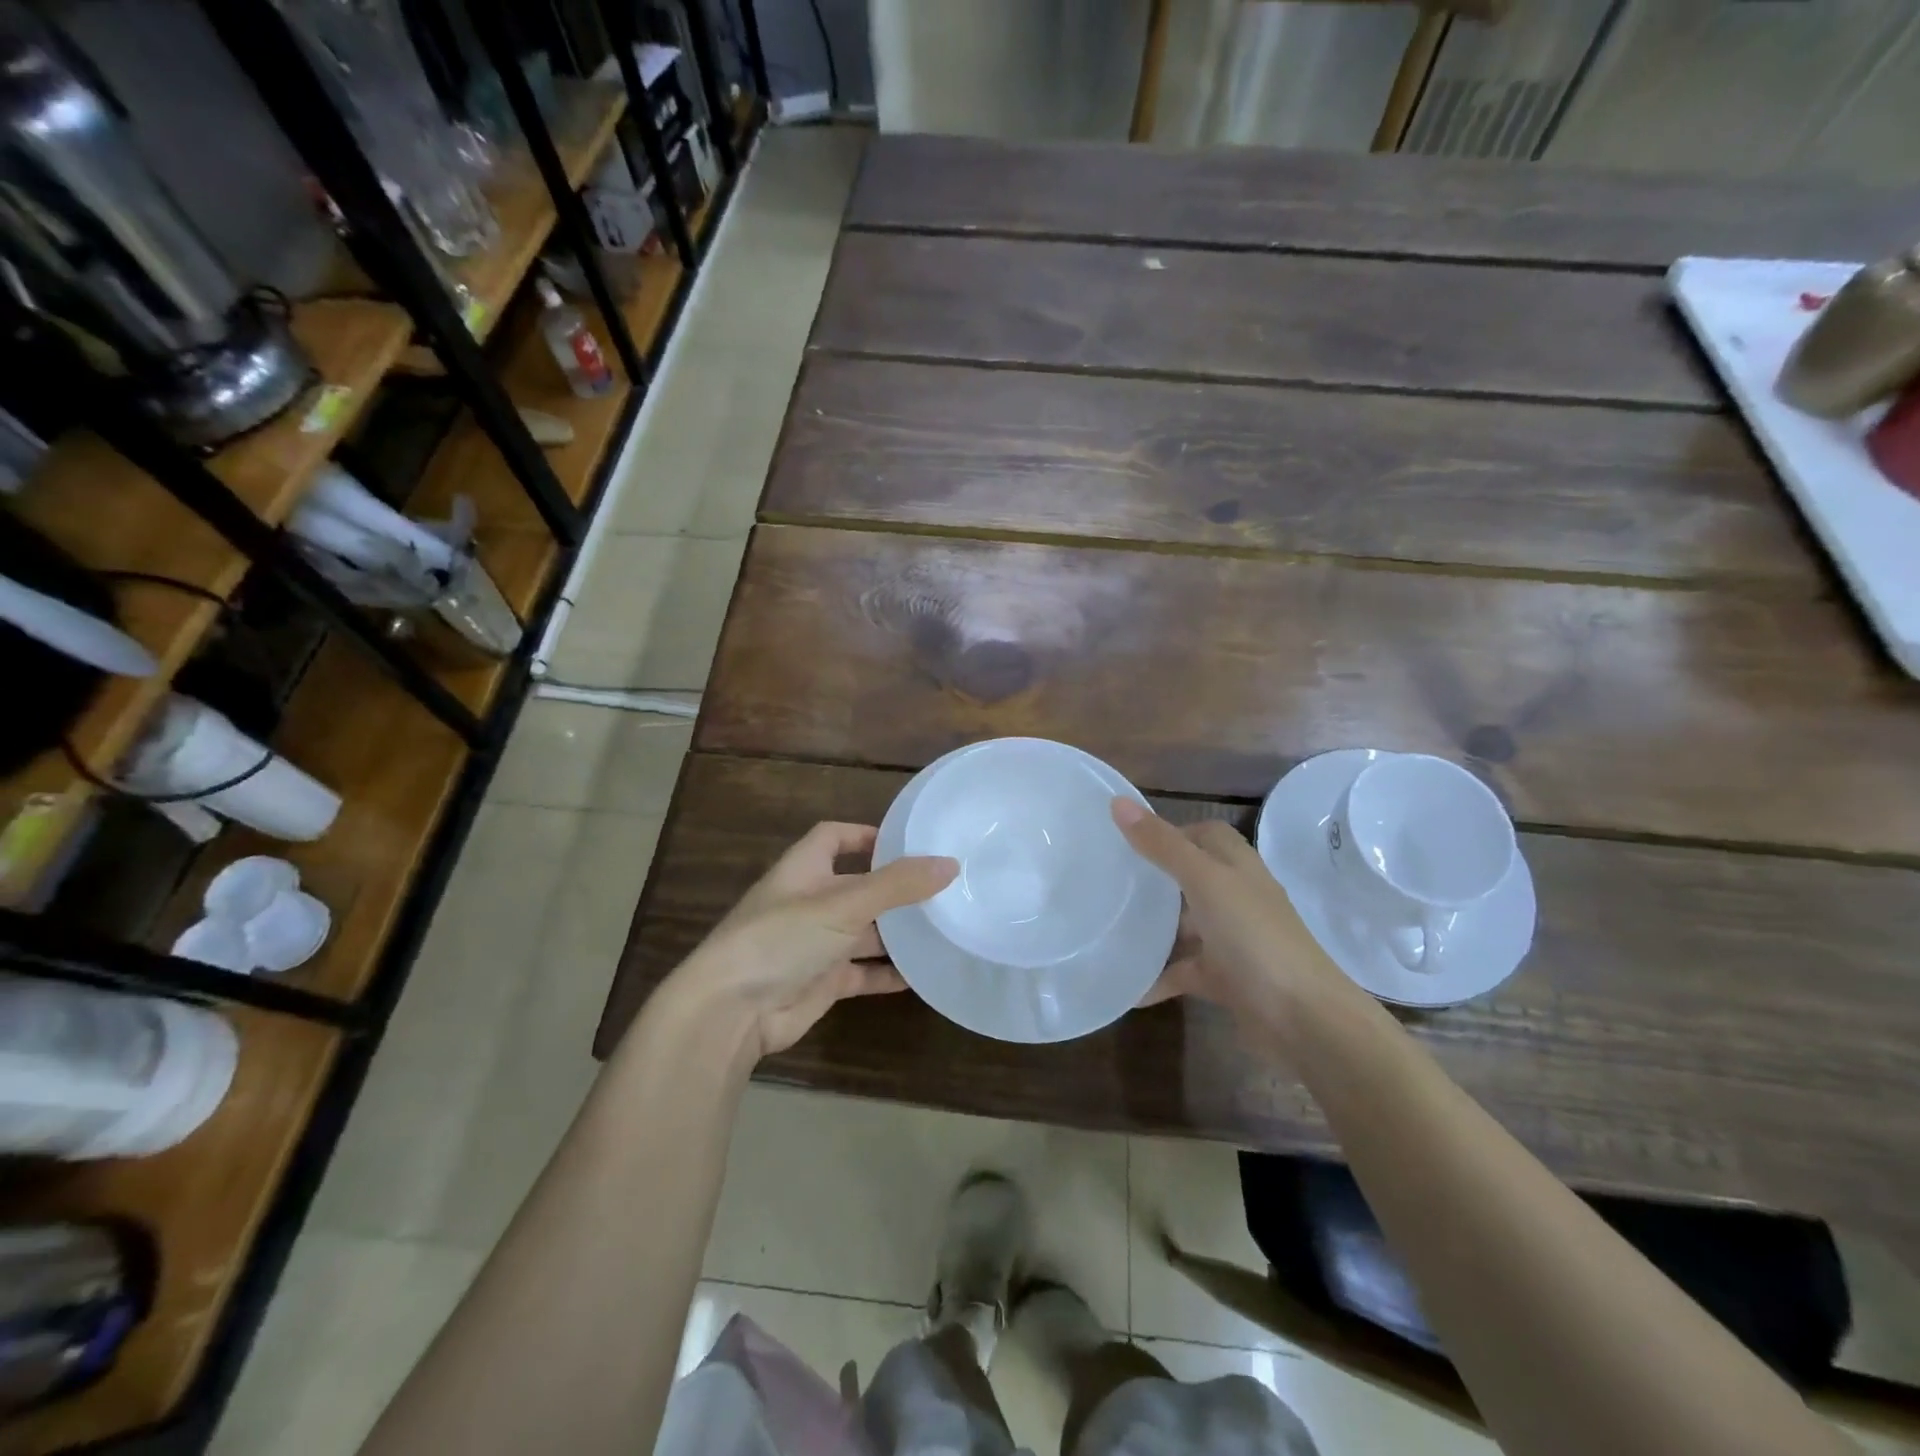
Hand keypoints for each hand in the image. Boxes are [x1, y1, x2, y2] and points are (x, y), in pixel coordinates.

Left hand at [666, 822, 956, 1061]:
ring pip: (865, 931)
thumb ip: (898, 885)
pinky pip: (863, 971)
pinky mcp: (823, 981)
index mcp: (805, 869)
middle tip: (942, 887)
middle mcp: (810, 901)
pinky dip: (889, 972)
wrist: (731, 1012)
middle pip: (859, 886)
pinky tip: (923, 974)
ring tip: (943, 926)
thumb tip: (950, 864)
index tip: (907, 841)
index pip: (834, 837)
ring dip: (897, 931)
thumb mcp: (844, 903)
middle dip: (895, 887)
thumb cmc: (782, 938)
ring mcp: (816, 944)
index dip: (866, 834)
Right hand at [1114, 798, 1343, 1028]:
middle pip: (1193, 877)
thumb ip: (1162, 845)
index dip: (1173, 831)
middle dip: (1156, 878)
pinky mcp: (1227, 978)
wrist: (1304, 1019)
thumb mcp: (1204, 882)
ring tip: (1109, 926)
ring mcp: (1233, 939)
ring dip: (1154, 928)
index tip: (1129, 839)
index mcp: (1237, 866)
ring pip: (1187, 925)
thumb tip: (1118, 801)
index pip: (1206, 834)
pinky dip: (1159, 977)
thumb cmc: (1255, 937)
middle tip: (1112, 881)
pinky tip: (1127, 987)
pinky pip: (1185, 971)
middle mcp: (1237, 897)